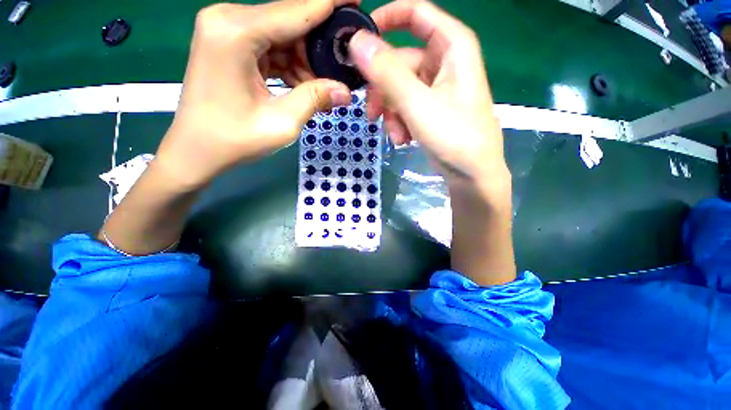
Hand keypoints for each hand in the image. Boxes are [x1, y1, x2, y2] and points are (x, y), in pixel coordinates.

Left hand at [155, 0, 357, 189]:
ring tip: (323, 86)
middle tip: (344, 63)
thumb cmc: (234, 140)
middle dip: (320, 42)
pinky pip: (271, 46)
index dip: (331, 3)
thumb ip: (314, 99)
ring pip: (282, 35)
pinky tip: (304, 85)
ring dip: (306, 60)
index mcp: (236, 32)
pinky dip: (290, 65)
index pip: (296, 8)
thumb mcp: (282, 122)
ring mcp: (226, 31)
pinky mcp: (229, 45)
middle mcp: (228, 20)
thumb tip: (345, 91)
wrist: (196, 151)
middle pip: (289, 20)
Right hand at [349, 0, 509, 196]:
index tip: (358, 42)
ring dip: (391, 112)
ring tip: (395, 135)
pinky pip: (405, 105)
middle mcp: (444, 61)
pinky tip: (403, 139)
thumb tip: (356, 42)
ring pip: (398, 88)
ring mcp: (436, 86)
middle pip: (399, 61)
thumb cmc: (453, 136)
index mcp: (451, 46)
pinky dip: (399, 122)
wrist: (471, 173)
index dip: (385, 20)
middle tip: (373, 115)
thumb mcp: (418, 104)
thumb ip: (387, 73)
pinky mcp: (430, 107)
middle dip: (382, 91)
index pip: (415, 13)